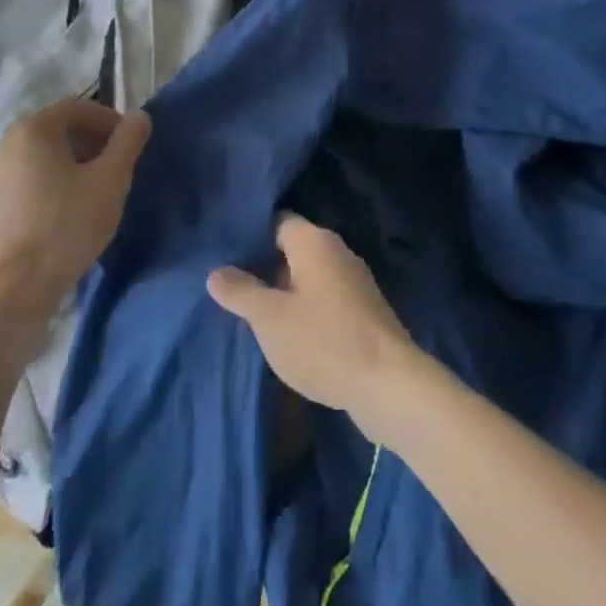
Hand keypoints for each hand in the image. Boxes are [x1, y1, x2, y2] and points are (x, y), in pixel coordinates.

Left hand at [0, 98, 150, 314]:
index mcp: (31, 129)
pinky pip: (15, 183)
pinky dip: (39, 187)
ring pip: (33, 158)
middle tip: (111, 168)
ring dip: (63, 165)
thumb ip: (128, 142)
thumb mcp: (111, 181)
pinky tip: (56, 215)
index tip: (128, 144)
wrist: (11, 294)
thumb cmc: (66, 227)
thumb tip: (139, 116)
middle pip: (53, 131)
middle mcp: (0, 143)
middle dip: (87, 143)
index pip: (77, 108)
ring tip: (86, 194)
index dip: (108, 121)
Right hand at [207, 215, 421, 433]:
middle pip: (292, 249)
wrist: (388, 383)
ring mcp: (354, 281)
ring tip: (253, 316)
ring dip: (284, 293)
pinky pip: (324, 299)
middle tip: (231, 290)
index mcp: (315, 241)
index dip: (251, 236)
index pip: (277, 222)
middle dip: (264, 268)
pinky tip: (288, 336)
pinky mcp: (363, 310)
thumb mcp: (270, 319)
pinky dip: (305, 311)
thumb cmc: (324, 341)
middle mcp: (337, 251)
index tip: (224, 255)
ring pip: (308, 277)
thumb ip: (241, 291)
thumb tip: (216, 271)